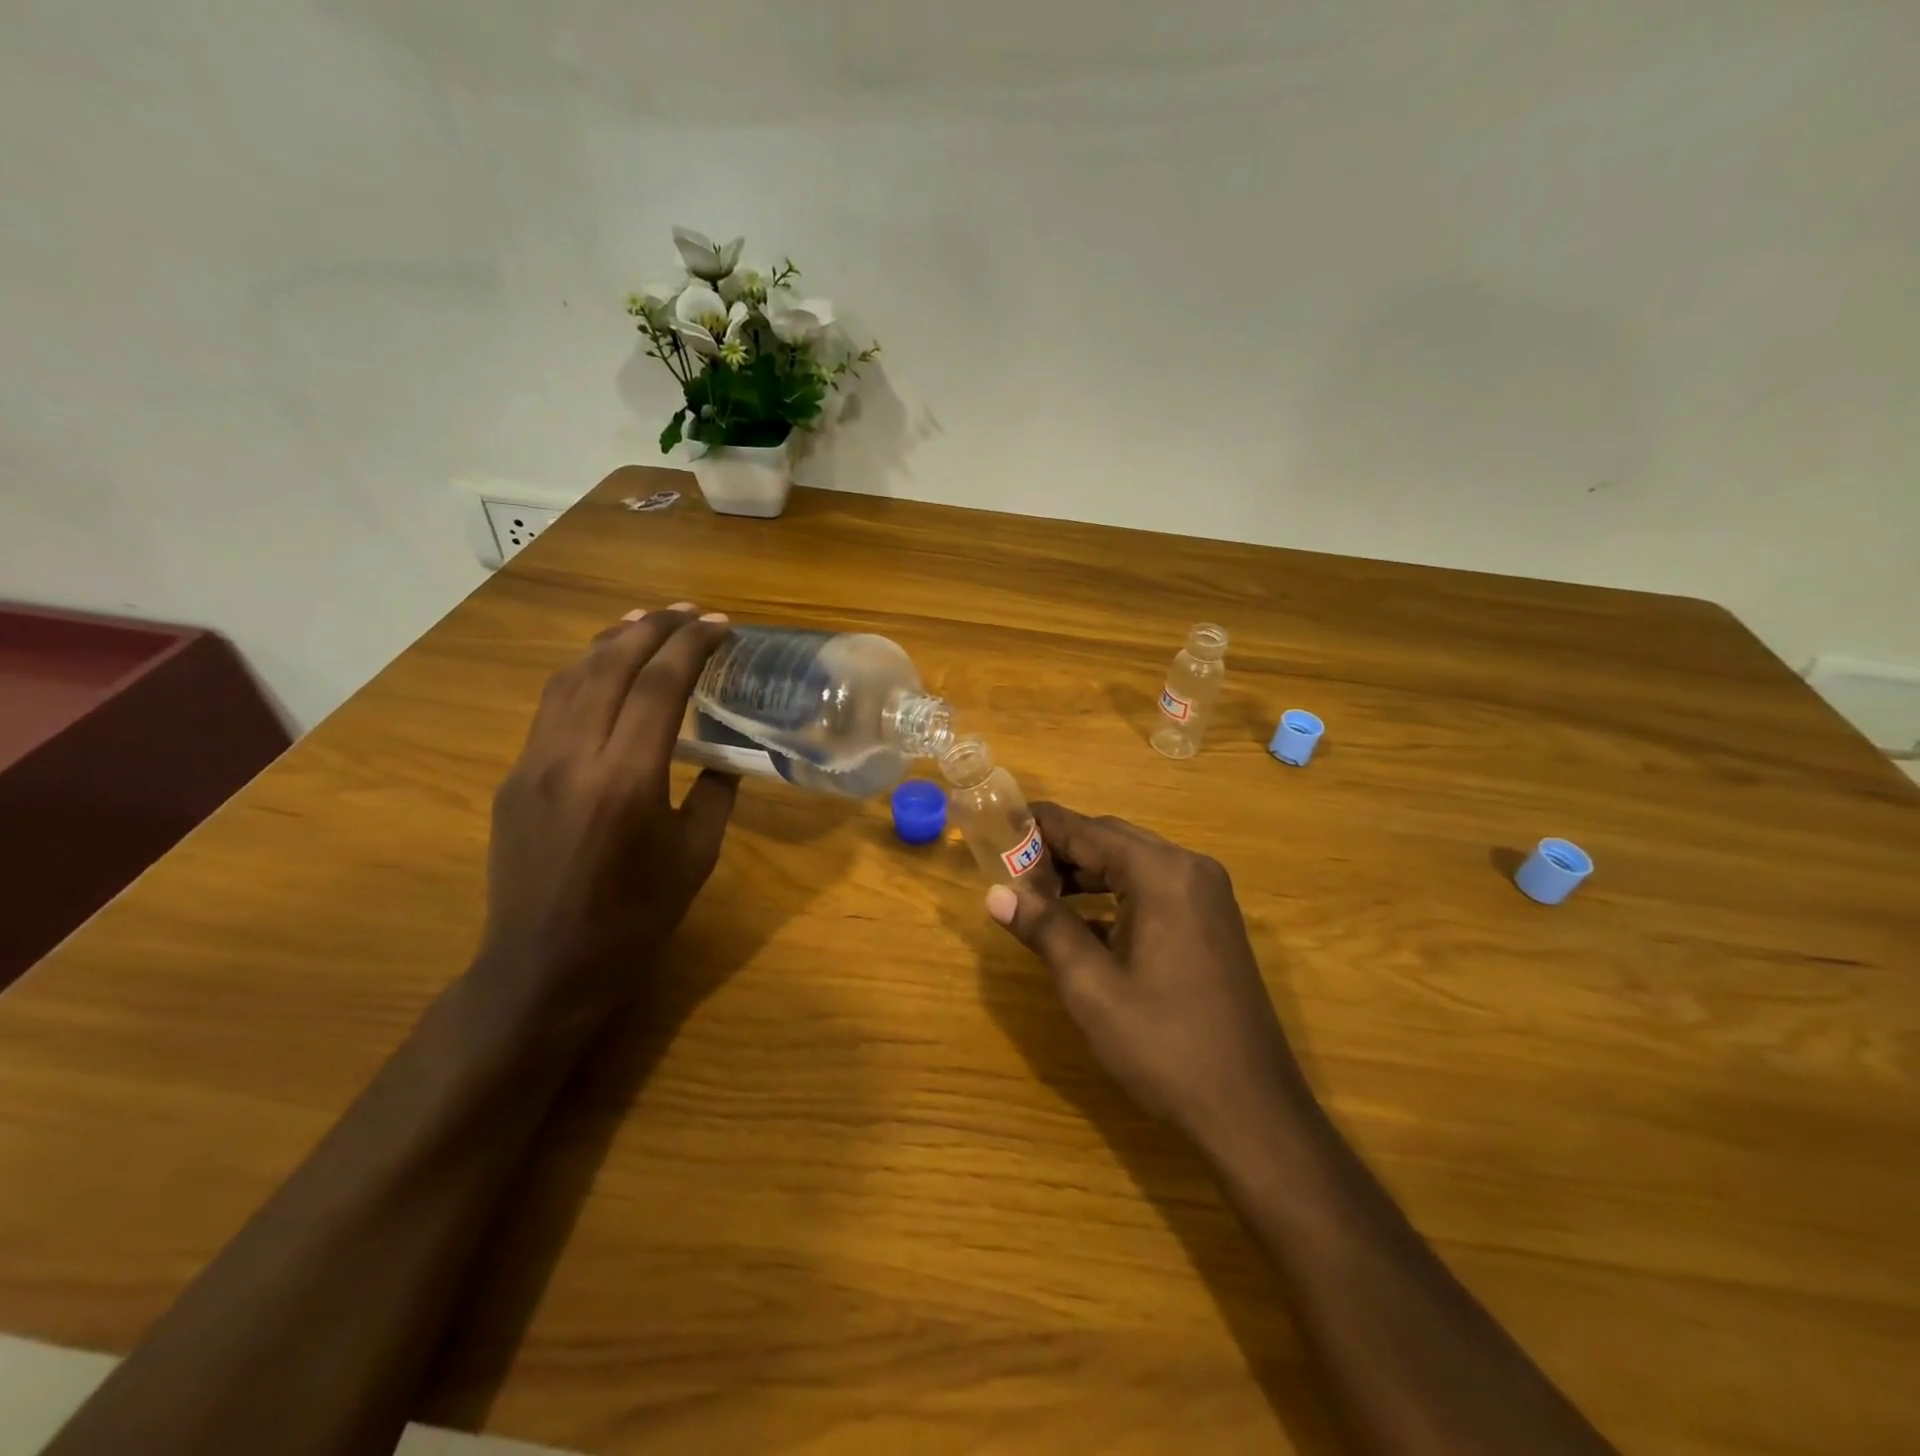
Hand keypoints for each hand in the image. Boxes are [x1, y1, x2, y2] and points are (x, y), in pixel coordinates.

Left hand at [477, 604, 737, 1025]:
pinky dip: (583, 673)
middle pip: (610, 665)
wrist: (543, 967)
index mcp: (627, 779)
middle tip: (689, 612)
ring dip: (611, 640)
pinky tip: (603, 670)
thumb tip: (721, 756)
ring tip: (645, 622)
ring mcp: (534, 763)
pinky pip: (551, 706)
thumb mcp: (696, 857)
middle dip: (653, 627)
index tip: (720, 626)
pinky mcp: (513, 776)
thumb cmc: (634, 919)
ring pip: (571, 677)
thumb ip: (715, 795)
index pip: (660, 686)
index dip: (692, 646)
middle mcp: (573, 757)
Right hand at [985, 803, 1308, 1153]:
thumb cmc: (1164, 1045)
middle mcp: (1189, 869)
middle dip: (1061, 850)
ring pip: (1133, 864)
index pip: (1087, 830)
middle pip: (1112, 840)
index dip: (1040, 826)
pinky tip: (1082, 922)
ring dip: (1086, 873)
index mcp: (1161, 874)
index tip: (998, 826)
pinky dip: (1115, 895)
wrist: (1252, 1111)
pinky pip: (1154, 889)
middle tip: (1011, 868)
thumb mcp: (1092, 987)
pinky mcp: (1212, 921)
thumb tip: (996, 893)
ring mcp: (1206, 895)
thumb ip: (1045, 928)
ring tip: (1037, 893)